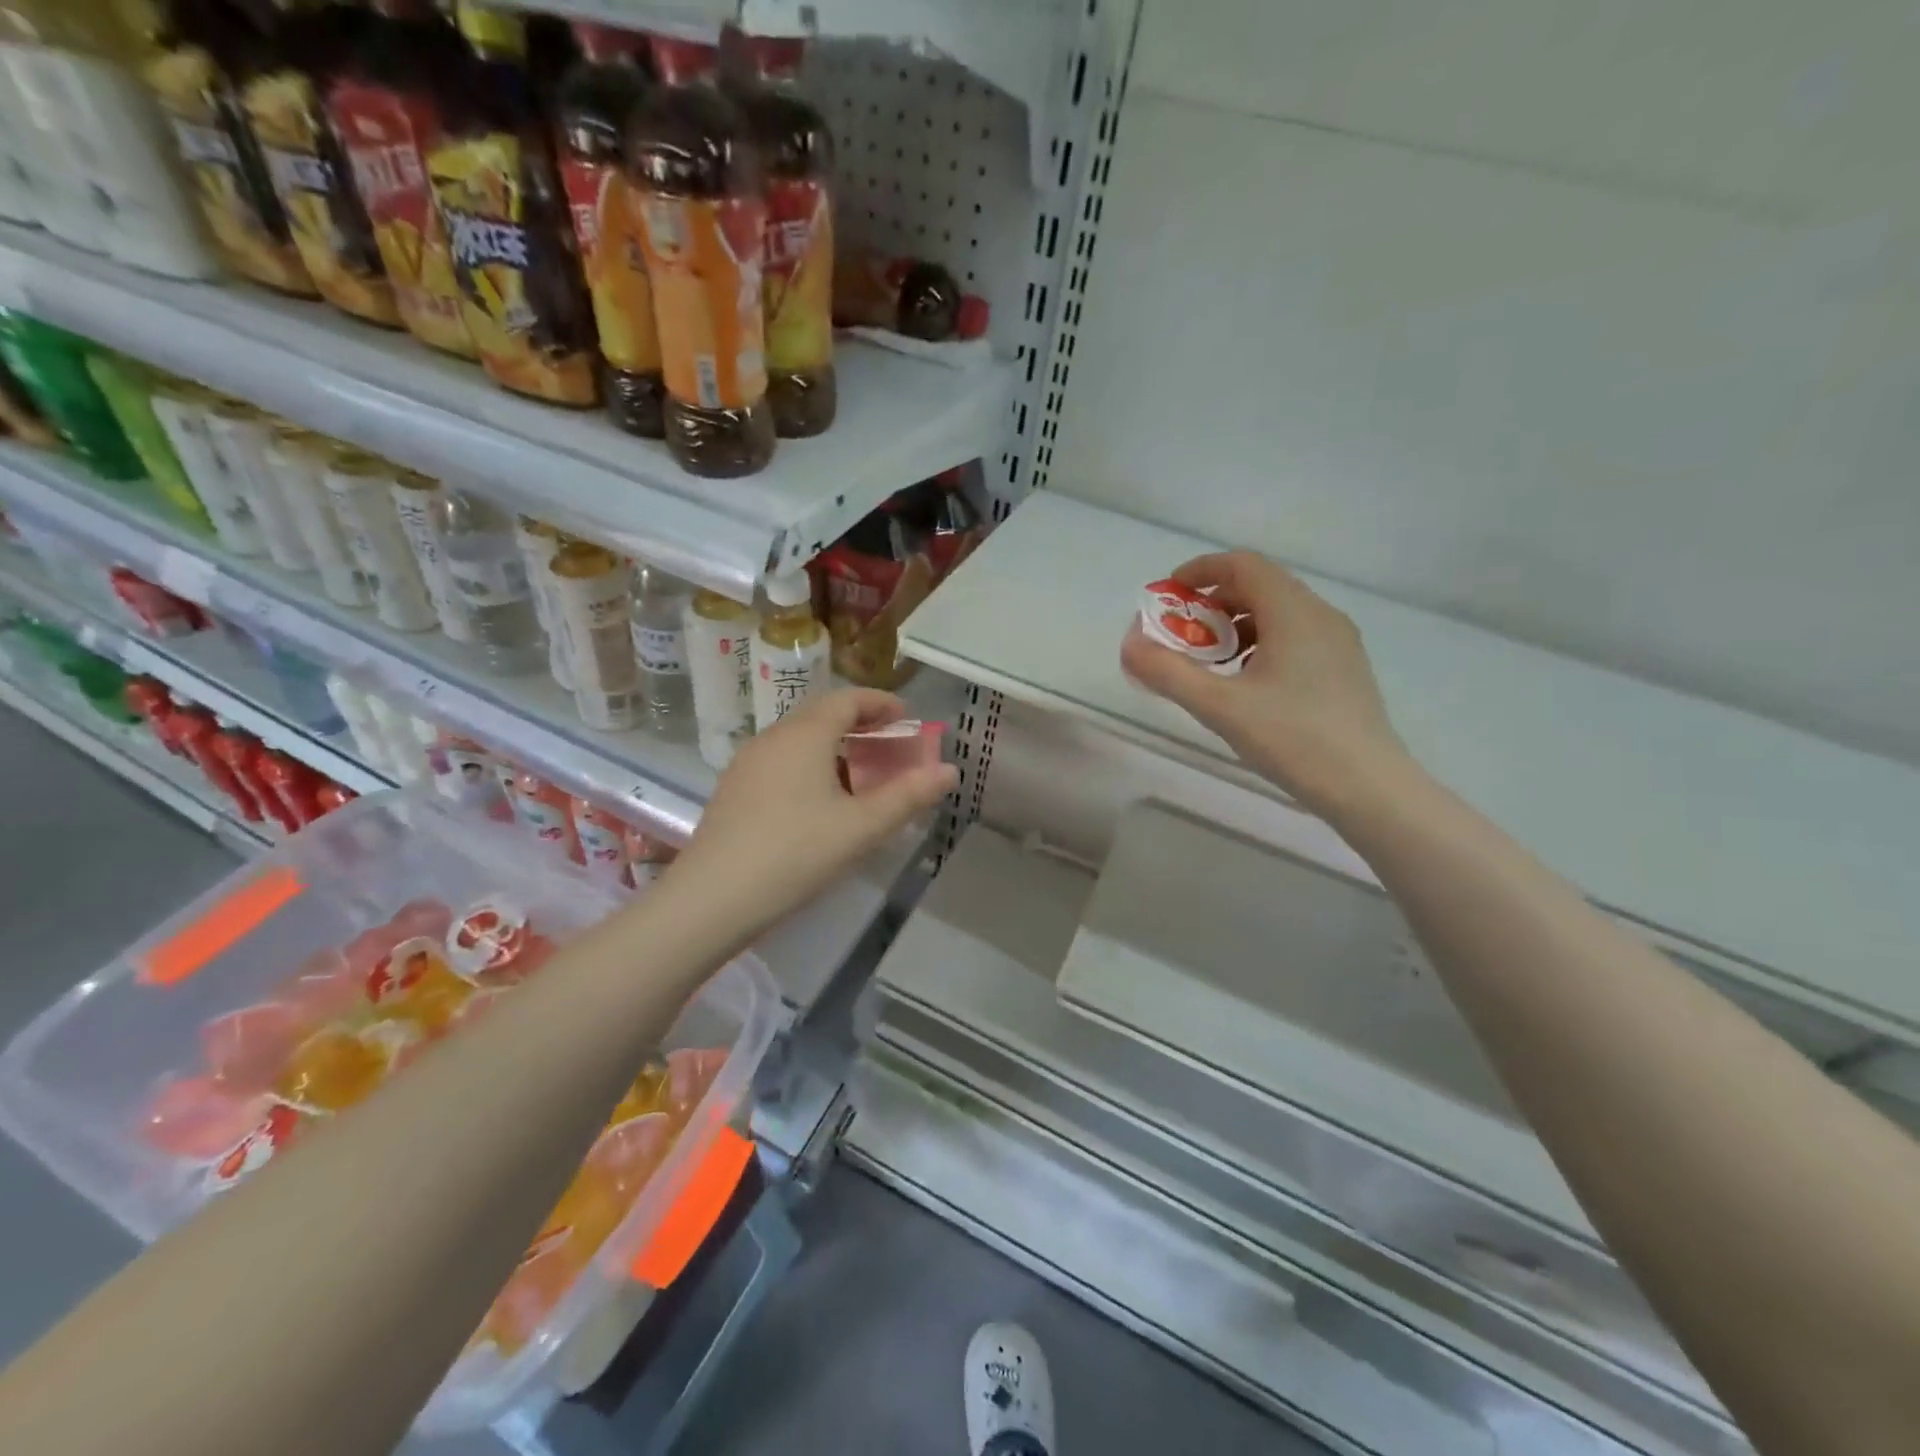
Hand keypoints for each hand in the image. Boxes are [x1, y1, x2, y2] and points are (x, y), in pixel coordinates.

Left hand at [668, 689, 957, 940]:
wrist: (712, 898)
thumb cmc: (796, 854)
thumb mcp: (861, 827)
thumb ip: (909, 796)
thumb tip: (949, 770)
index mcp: (805, 735)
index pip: (847, 699)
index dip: (880, 703)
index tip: (907, 718)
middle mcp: (772, 737)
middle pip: (822, 716)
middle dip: (861, 726)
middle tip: (890, 749)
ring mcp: (747, 763)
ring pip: (799, 740)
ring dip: (835, 748)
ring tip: (860, 778)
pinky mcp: (734, 790)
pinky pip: (781, 762)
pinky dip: (810, 766)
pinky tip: (819, 803)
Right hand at [1120, 552, 1409, 815]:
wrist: (1368, 787)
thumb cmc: (1292, 738)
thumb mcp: (1219, 706)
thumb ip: (1168, 672)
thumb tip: (1129, 644)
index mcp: (1293, 612)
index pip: (1243, 564)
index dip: (1200, 571)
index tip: (1167, 595)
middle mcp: (1320, 615)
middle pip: (1260, 586)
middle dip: (1213, 603)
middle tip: (1181, 634)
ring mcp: (1338, 643)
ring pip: (1278, 614)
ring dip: (1235, 626)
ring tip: (1209, 663)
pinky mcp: (1343, 669)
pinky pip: (1294, 637)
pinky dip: (1259, 644)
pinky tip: (1245, 684)